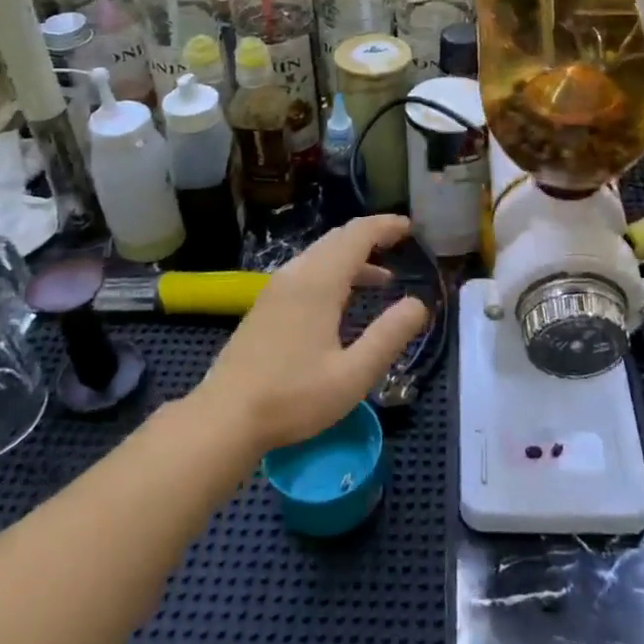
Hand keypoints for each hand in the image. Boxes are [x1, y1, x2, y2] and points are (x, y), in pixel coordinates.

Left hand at [192, 215, 426, 452]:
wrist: (225, 417)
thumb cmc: (293, 397)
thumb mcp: (353, 375)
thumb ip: (389, 336)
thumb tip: (418, 304)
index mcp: (319, 282)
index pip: (357, 235)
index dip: (385, 226)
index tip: (410, 227)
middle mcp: (296, 274)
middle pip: (337, 238)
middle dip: (371, 235)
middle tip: (400, 243)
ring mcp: (276, 289)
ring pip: (320, 254)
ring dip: (352, 256)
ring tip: (382, 276)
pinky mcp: (265, 305)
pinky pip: (306, 270)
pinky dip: (333, 271)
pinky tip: (343, 300)